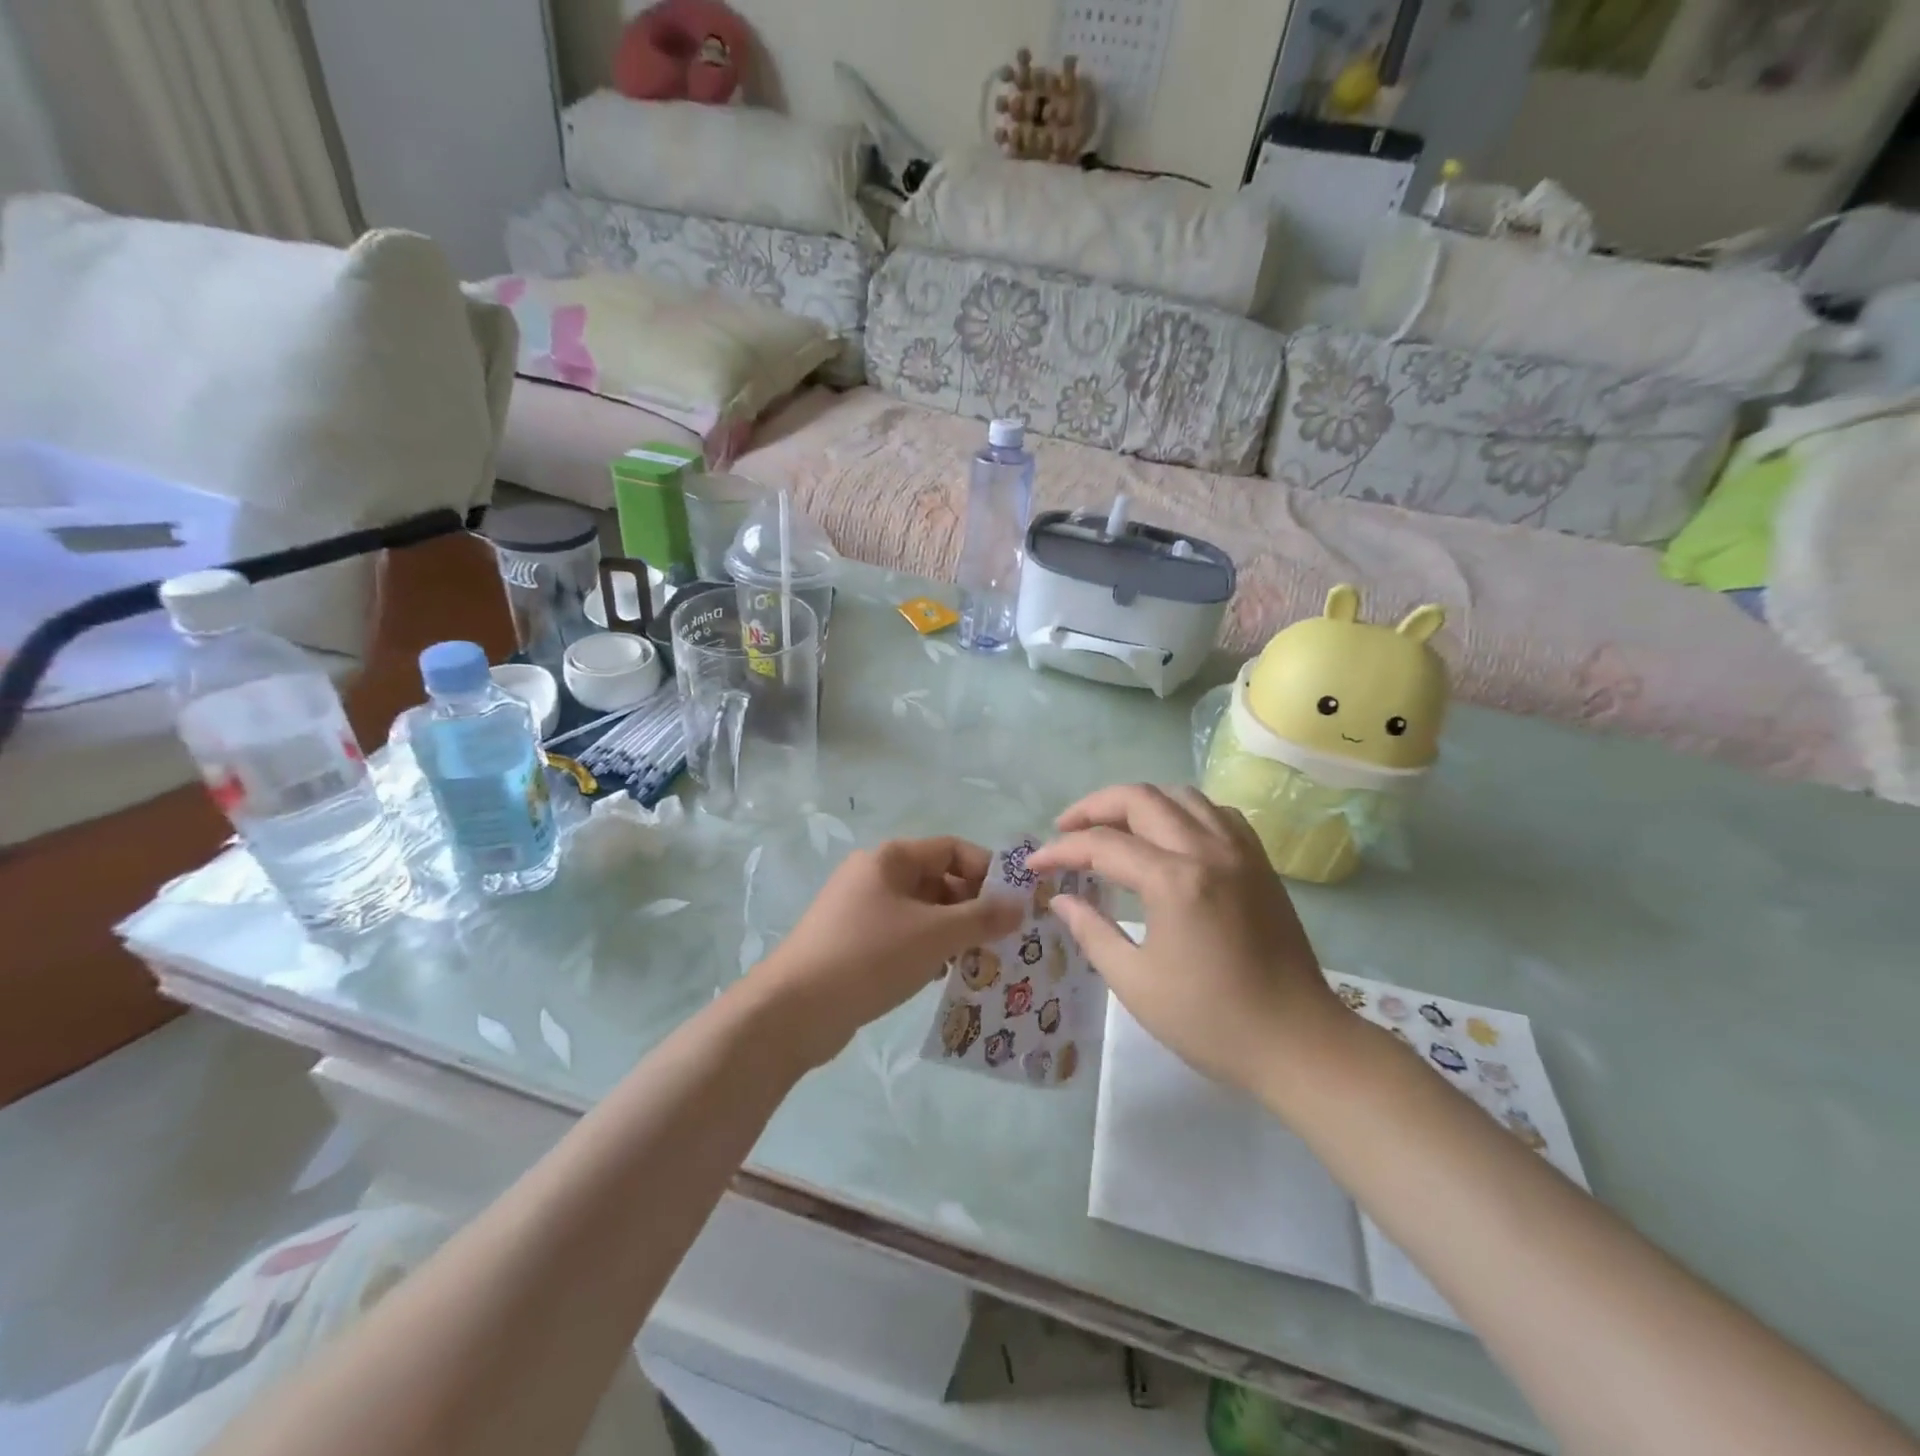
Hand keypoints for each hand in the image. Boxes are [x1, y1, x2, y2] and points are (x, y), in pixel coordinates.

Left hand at [756, 837, 1025, 1068]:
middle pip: (938, 880)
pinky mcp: (853, 942)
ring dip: (952, 933)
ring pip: (922, 912)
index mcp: (891, 858)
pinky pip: (902, 936)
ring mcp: (861, 909)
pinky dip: (926, 950)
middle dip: (972, 907)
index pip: (952, 849)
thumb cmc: (870, 956)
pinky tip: (940, 977)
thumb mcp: (935, 935)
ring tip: (978, 962)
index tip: (1014, 905)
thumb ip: (981, 918)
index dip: (987, 871)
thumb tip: (1019, 905)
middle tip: (1002, 940)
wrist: (793, 1010)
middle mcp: (875, 875)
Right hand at [1029, 785, 1345, 1095]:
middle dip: (1093, 808)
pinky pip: (1215, 812)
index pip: (1102, 845)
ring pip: (1180, 795)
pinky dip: (1181, 811)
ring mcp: (1240, 851)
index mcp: (1174, 881)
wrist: (1297, 1042)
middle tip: (1065, 830)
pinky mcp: (1259, 862)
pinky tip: (1168, 835)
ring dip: (1138, 802)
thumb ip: (1091, 932)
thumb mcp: (1136, 983)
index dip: (1060, 850)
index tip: (1034, 865)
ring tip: (1111, 827)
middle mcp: (1207, 850)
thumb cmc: (1210, 1021)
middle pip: (1140, 798)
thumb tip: (1061, 900)